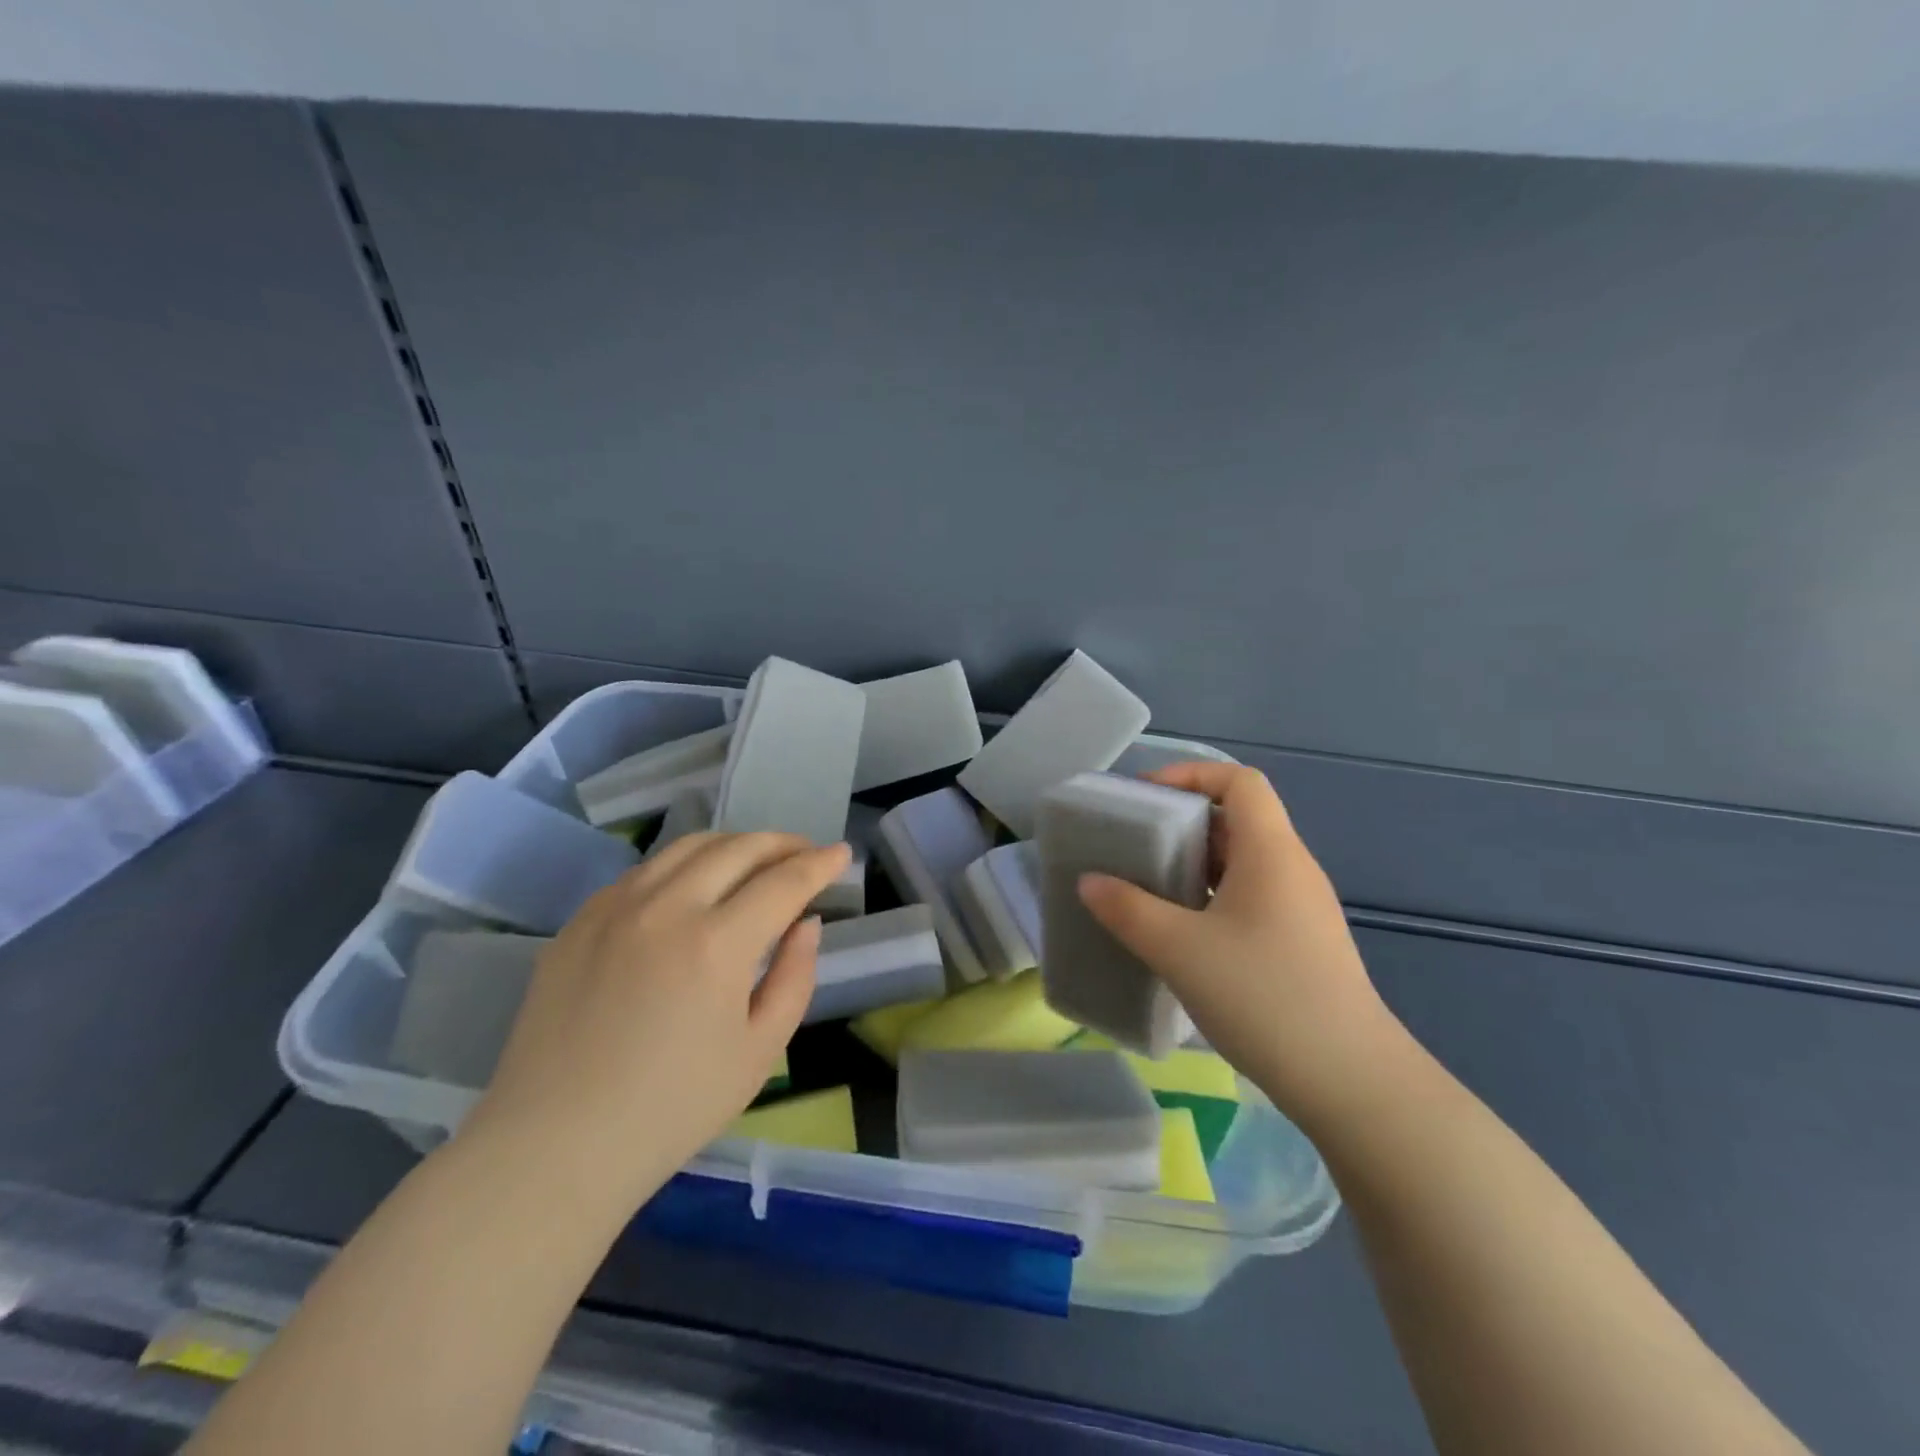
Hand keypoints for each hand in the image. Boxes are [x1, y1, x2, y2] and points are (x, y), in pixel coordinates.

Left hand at [461, 831, 850, 1205]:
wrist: (554, 1147)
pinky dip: (684, 864)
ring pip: (687, 846)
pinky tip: (693, 887)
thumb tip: (805, 923)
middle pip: (738, 848)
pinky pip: (644, 871)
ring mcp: (614, 908)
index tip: (841, 853)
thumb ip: (795, 977)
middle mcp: (666, 907)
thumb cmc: (672, 1110)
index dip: (820, 863)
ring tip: (755, 860)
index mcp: (716, 944)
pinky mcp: (579, 921)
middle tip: (805, 852)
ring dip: (734, 844)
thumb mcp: (760, 1052)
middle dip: (782, 843)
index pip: (783, 881)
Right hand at [1077, 762, 1402, 1129]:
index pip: (1240, 781)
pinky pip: (1249, 898)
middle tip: (1133, 844)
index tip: (1144, 798)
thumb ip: (1127, 910)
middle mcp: (1291, 869)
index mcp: (1271, 852)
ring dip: (1194, 865)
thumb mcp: (1179, 949)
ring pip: (1242, 863)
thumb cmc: (1263, 996)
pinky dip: (1210, 898)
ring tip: (1147, 887)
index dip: (1191, 774)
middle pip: (1237, 820)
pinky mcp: (1301, 944)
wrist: (1350, 1082)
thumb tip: (1090, 882)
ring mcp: (1301, 909)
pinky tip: (1182, 934)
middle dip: (1182, 823)